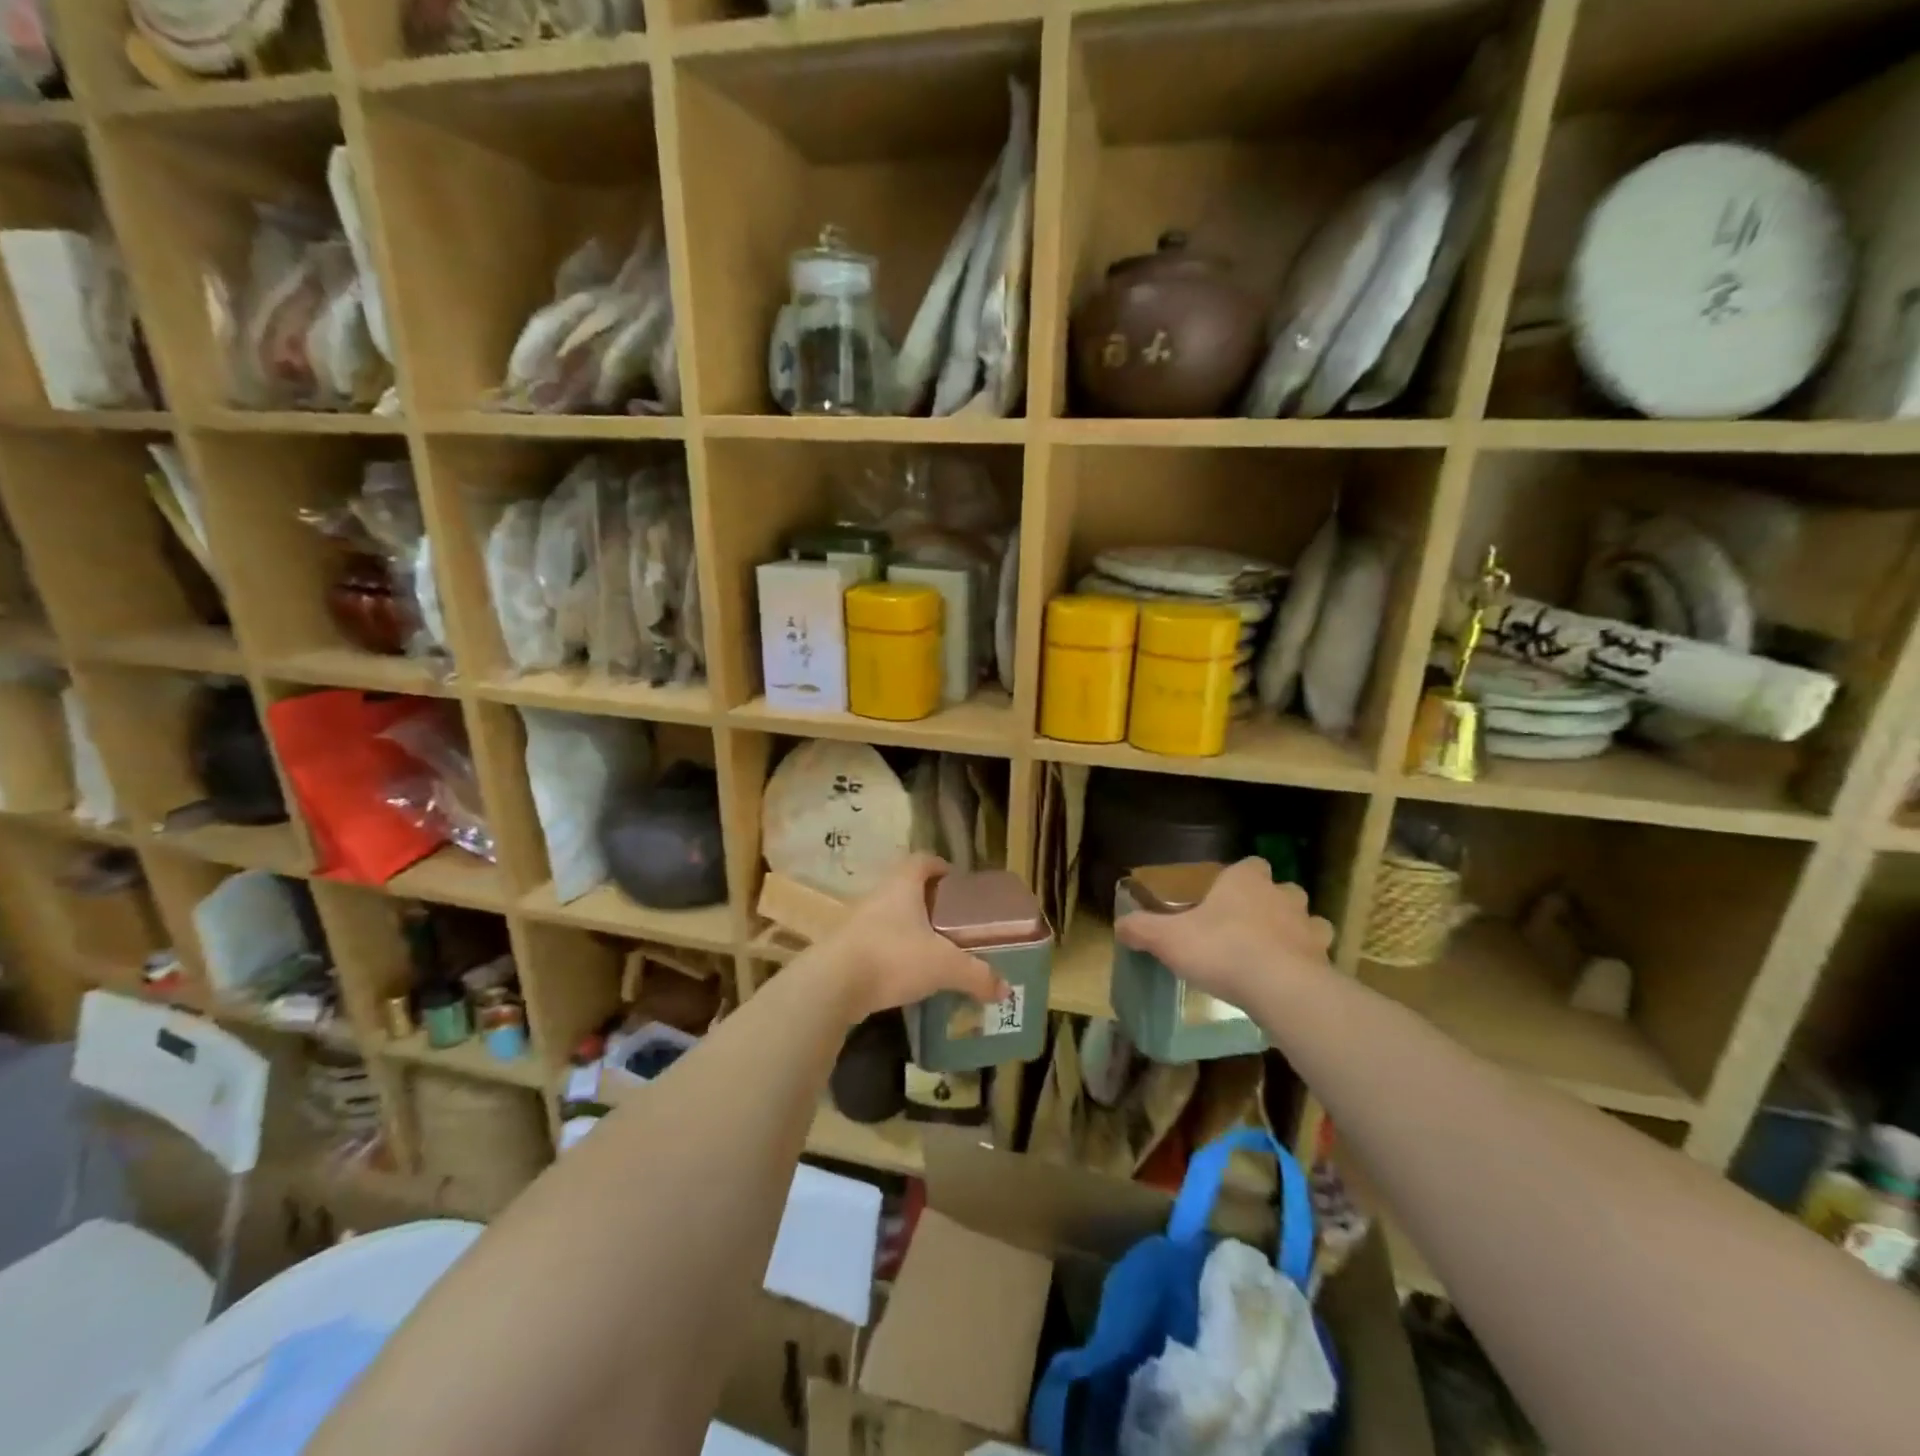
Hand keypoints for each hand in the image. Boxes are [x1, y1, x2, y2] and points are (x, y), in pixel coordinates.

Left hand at [813, 854, 1010, 1022]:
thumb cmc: (893, 957)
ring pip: (889, 916)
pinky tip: (906, 973)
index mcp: (902, 885)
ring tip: (932, 950)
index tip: (957, 882)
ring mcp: (857, 922)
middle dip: (928, 902)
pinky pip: (875, 942)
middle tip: (951, 922)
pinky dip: (892, 952)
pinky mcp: (845, 949)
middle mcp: (877, 895)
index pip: (922, 860)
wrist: (832, 985)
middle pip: (905, 888)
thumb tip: (1005, 990)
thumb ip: (976, 975)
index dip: (941, 866)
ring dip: (908, 928)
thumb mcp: (944, 966)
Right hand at [1115, 857, 1333, 1013]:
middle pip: (1281, 890)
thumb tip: (1119, 925)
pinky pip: (1317, 955)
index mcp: (1245, 881)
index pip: (1250, 864)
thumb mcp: (1168, 939)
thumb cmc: (1220, 949)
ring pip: (1307, 920)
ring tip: (1274, 953)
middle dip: (1270, 903)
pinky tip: (1291, 979)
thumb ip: (1142, 929)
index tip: (1226, 896)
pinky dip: (1307, 963)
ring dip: (1295, 931)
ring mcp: (1308, 926)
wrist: (1278, 987)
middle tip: (1248, 926)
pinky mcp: (1324, 959)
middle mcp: (1282, 895)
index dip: (1240, 878)